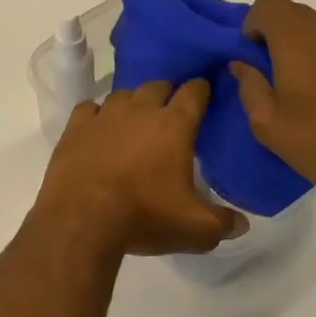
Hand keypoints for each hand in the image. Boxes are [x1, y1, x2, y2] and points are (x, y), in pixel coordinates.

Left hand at [32, 80, 244, 258]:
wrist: (81, 217)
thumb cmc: (144, 216)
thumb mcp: (196, 229)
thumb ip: (223, 223)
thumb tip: (241, 224)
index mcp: (174, 125)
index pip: (193, 93)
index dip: (201, 89)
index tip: (204, 90)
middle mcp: (139, 111)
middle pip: (157, 87)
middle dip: (167, 93)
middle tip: (171, 109)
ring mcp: (103, 116)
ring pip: (122, 95)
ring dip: (132, 102)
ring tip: (135, 119)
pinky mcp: (74, 128)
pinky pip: (89, 108)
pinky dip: (97, 114)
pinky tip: (98, 127)